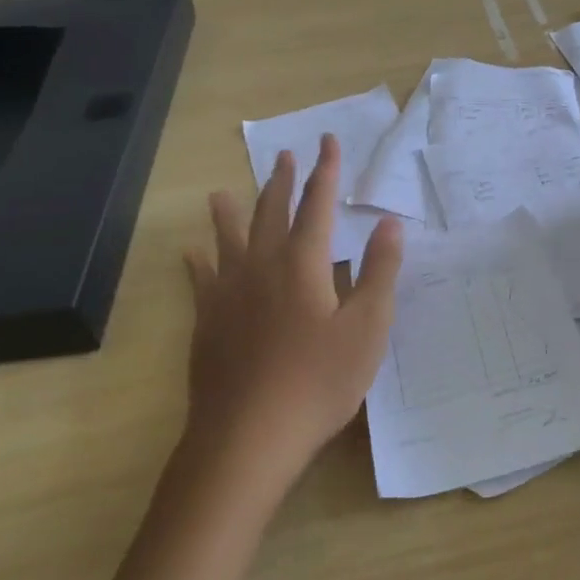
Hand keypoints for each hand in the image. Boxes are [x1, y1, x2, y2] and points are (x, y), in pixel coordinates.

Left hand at [180, 134, 403, 490]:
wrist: (247, 438)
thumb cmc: (318, 382)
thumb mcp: (367, 328)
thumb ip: (380, 271)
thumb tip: (389, 223)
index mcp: (303, 263)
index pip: (317, 203)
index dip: (325, 171)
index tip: (327, 141)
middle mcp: (262, 266)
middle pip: (271, 211)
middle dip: (282, 181)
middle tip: (285, 155)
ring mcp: (228, 293)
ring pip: (228, 238)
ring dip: (230, 211)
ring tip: (223, 191)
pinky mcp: (207, 322)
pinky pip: (200, 279)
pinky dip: (197, 261)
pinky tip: (190, 253)